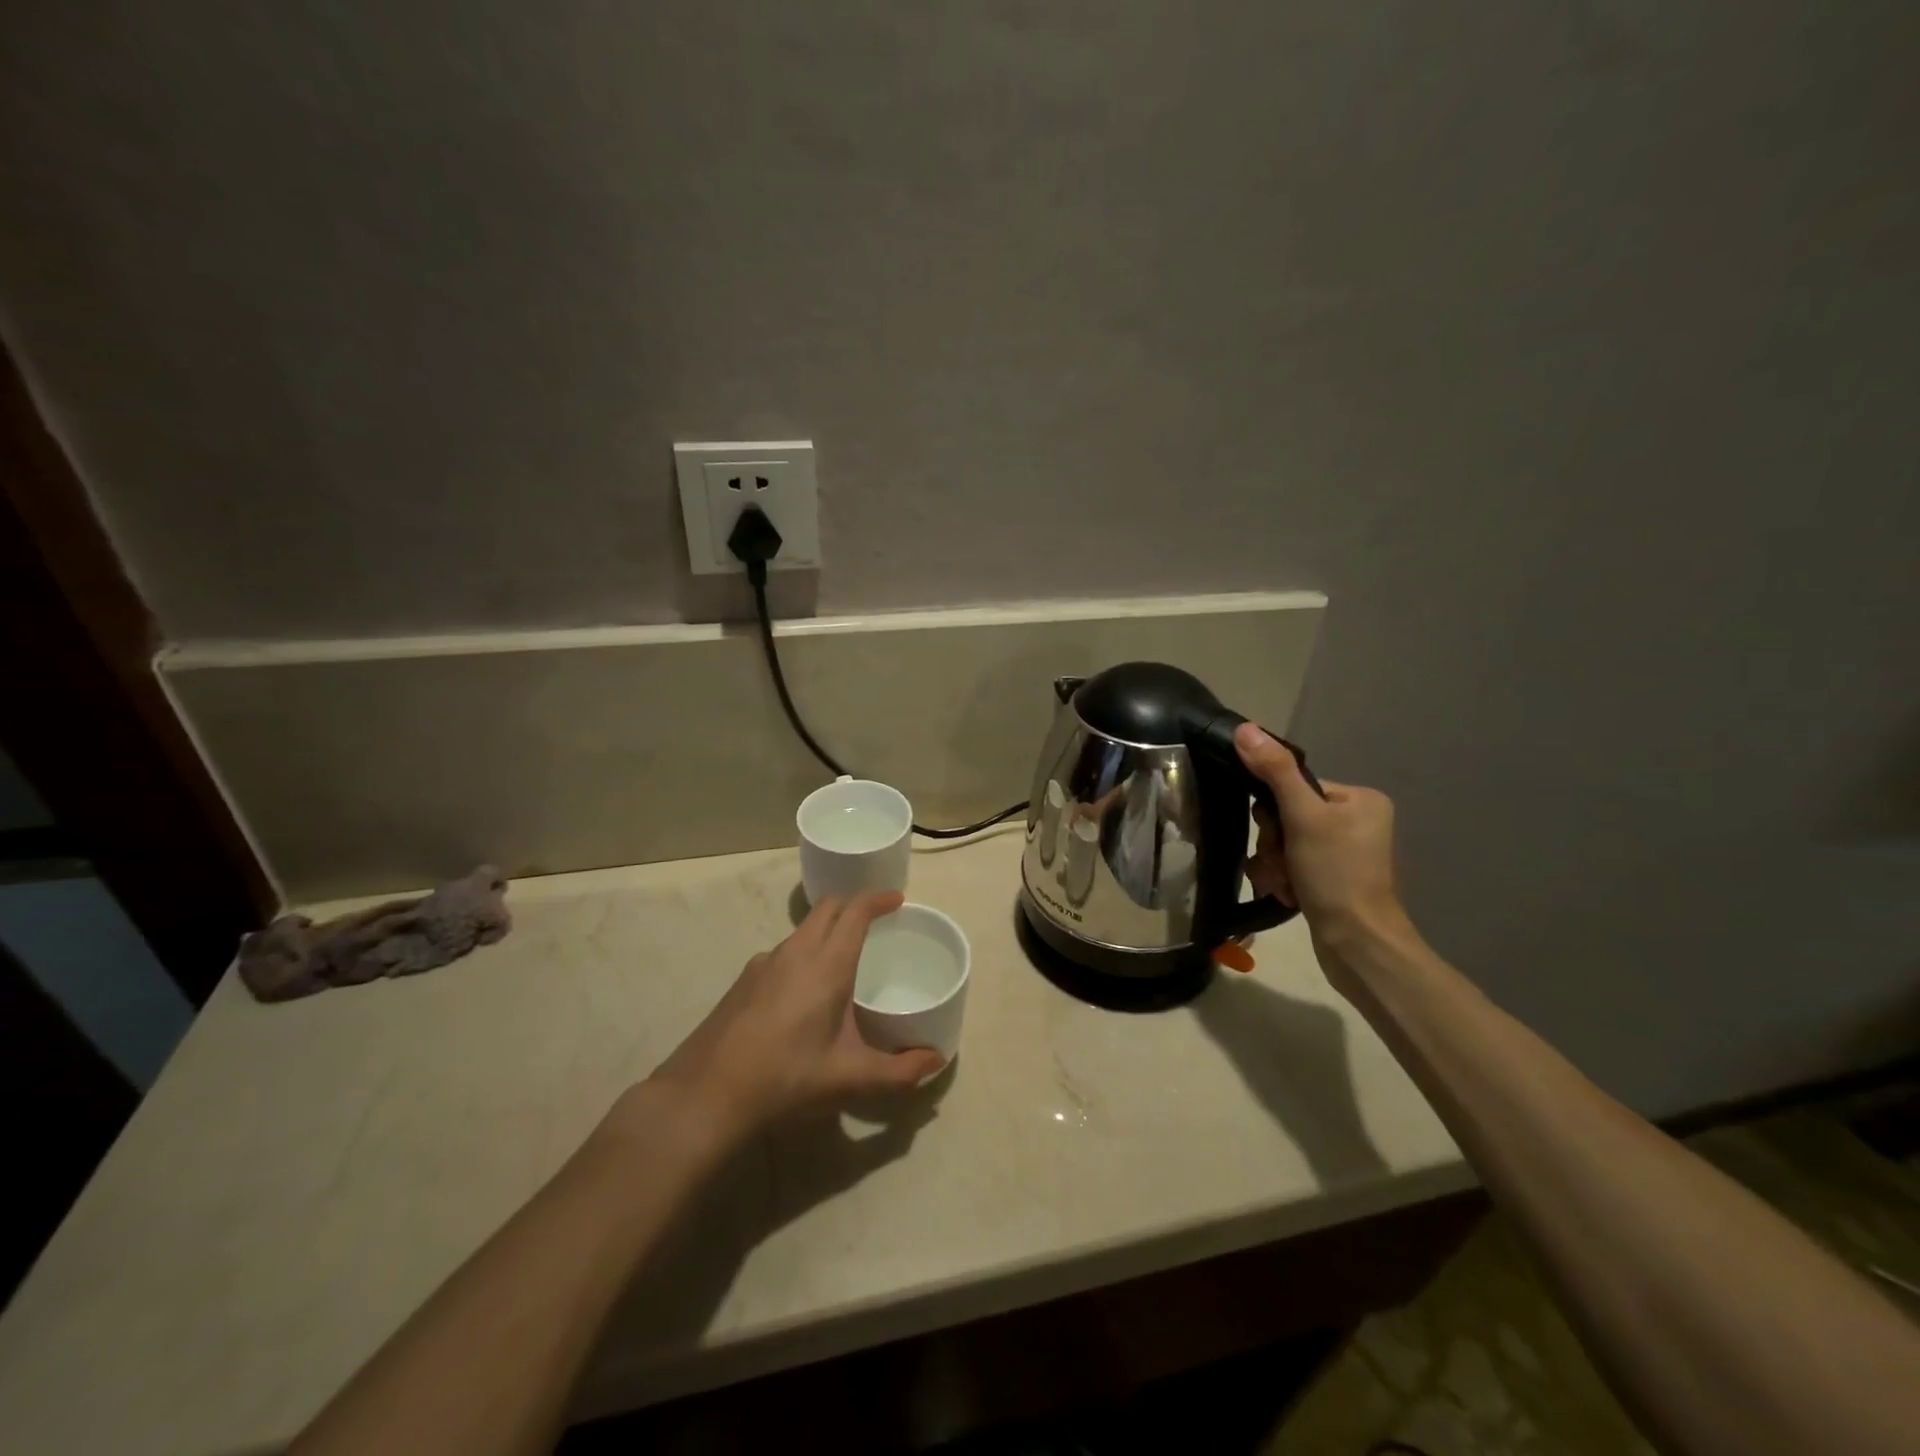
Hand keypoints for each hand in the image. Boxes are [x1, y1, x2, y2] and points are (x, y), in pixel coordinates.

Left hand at [647, 892, 944, 1143]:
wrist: (705, 1095)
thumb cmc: (785, 1078)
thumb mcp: (849, 1079)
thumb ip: (899, 1071)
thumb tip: (936, 1060)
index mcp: (826, 964)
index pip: (855, 911)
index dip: (878, 899)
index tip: (897, 900)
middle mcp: (795, 952)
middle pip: (827, 909)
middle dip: (853, 907)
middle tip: (875, 924)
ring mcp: (763, 963)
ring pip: (802, 930)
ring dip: (826, 930)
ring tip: (843, 961)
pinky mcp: (743, 981)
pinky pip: (783, 952)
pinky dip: (803, 953)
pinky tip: (803, 994)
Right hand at [1233, 724, 1413, 977]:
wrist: (1356, 945)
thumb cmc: (1336, 874)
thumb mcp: (1303, 818)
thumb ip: (1274, 772)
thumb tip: (1244, 728)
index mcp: (1359, 799)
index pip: (1294, 787)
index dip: (1275, 813)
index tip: (1280, 836)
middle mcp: (1356, 821)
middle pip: (1286, 817)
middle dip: (1275, 844)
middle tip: (1285, 864)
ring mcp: (1344, 853)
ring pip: (1283, 843)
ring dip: (1274, 864)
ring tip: (1287, 885)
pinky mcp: (1331, 879)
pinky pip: (1291, 864)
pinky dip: (1282, 879)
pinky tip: (1289, 896)